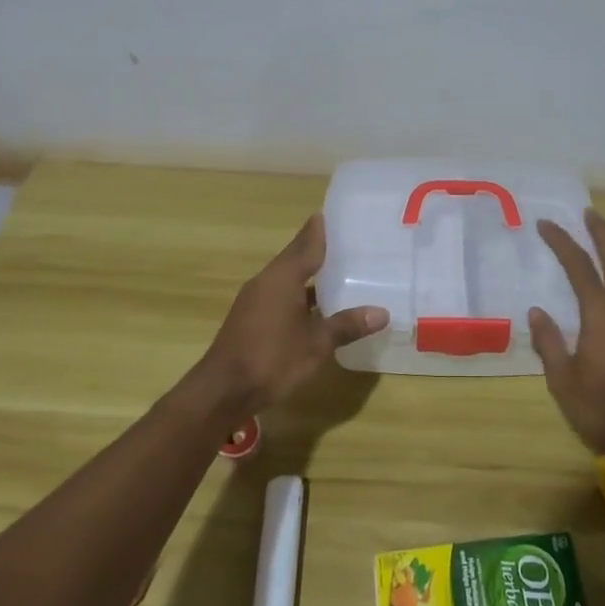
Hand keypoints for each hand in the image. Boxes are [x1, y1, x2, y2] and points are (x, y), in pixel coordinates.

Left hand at [180, 213, 386, 434]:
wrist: (222, 391)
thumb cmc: (272, 359)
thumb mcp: (316, 344)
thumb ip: (347, 325)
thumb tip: (382, 312)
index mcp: (282, 277)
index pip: (306, 244)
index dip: (319, 230)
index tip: (333, 214)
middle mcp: (266, 281)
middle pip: (295, 258)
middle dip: (317, 250)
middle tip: (346, 243)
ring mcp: (255, 300)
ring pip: (287, 278)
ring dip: (309, 275)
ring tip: (338, 272)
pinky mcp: (250, 318)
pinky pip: (280, 295)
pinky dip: (299, 294)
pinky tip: (316, 306)